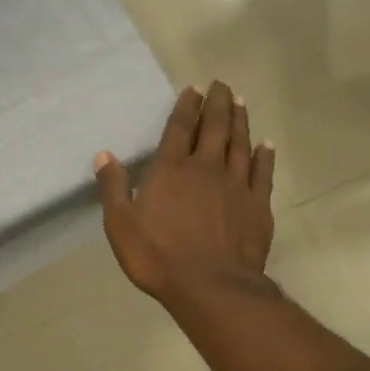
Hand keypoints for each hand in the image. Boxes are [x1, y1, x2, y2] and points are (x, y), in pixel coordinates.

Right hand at [95, 83, 274, 302]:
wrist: (211, 286)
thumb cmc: (158, 256)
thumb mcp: (121, 224)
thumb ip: (113, 187)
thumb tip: (104, 155)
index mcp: (171, 169)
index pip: (180, 128)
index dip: (186, 106)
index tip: (193, 88)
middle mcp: (206, 168)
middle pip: (215, 127)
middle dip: (218, 103)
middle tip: (221, 84)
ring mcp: (237, 185)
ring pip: (240, 143)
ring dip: (240, 121)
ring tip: (240, 102)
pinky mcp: (258, 205)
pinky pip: (263, 172)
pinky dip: (264, 156)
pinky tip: (265, 145)